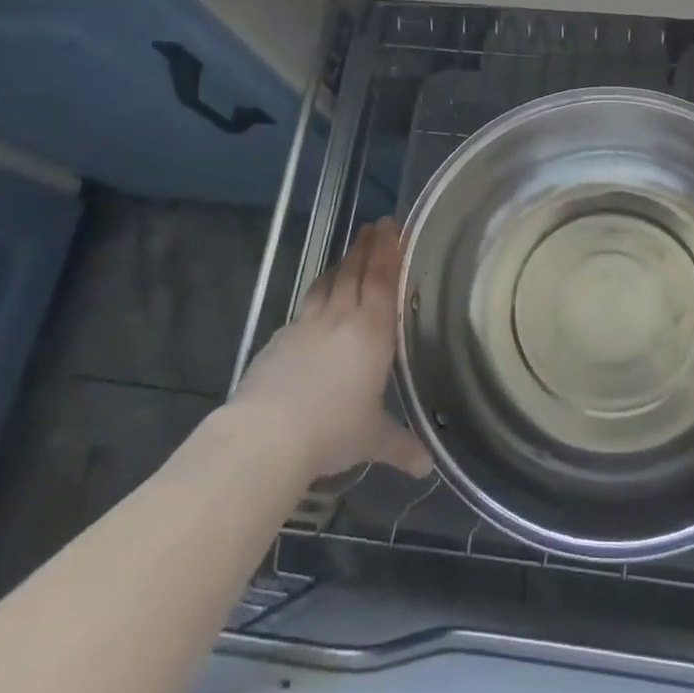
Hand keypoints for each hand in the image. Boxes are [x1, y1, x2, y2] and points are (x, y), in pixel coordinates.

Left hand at [233, 219, 431, 480]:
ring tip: (348, 254)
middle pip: (355, 272)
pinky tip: (314, 305)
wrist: (267, 435)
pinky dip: (315, 296)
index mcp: (371, 332)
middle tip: (377, 225)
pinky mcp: (278, 339)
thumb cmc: (333, 430)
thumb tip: (425, 467)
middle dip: (367, 246)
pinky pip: (304, 308)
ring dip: (341, 264)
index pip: (383, 280)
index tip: (394, 227)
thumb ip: (399, 445)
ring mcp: (306, 325)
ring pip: (327, 283)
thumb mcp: (371, 439)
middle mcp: (340, 318)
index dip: (389, 252)